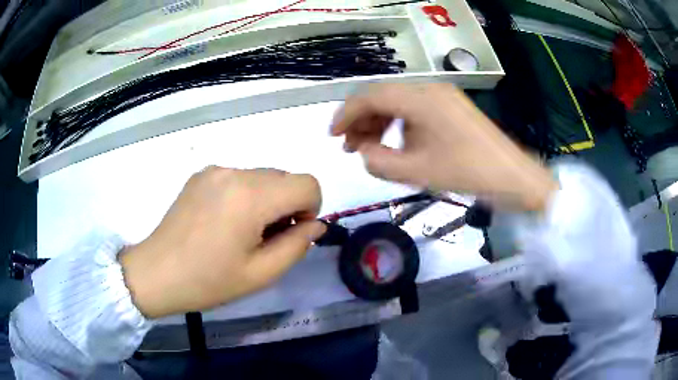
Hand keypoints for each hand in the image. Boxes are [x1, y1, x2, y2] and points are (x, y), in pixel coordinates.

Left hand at [120, 167, 325, 318]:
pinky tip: (223, 221)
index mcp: (251, 196)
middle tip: (265, 239)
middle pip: (284, 178)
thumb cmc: (209, 280)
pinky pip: (238, 178)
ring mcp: (215, 170)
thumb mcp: (261, 273)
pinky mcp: (201, 175)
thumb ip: (297, 245)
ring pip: (262, 177)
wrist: (157, 272)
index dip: (310, 209)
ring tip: (241, 231)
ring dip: (265, 200)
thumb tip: (314, 225)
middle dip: (287, 206)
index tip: (290, 234)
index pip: (307, 183)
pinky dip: (244, 195)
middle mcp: (235, 172)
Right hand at [331, 83, 556, 210]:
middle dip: (361, 120)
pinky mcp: (452, 106)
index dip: (346, 114)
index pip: (370, 96)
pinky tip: (397, 143)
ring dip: (380, 122)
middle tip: (350, 147)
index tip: (332, 135)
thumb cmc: (467, 173)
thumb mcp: (417, 172)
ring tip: (370, 148)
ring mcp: (443, 95)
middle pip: (384, 96)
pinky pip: (416, 109)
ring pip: (399, 102)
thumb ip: (379, 162)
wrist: (512, 176)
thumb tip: (363, 151)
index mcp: (420, 99)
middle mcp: (429, 89)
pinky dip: (400, 124)